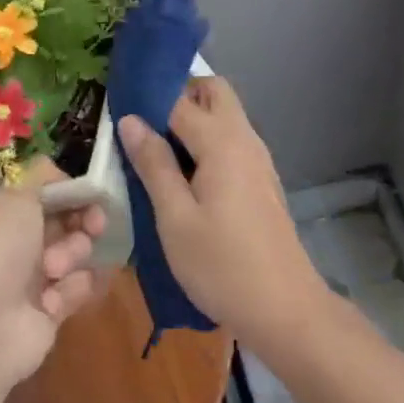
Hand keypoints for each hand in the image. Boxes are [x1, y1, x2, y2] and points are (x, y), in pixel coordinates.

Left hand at [0, 160, 104, 394]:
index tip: (92, 193)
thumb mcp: (14, 193)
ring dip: (73, 255)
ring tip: (54, 270)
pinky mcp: (50, 310)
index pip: (46, 191)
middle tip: (93, 225)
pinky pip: (80, 287)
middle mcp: (16, 241)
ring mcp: (33, 277)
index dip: (71, 190)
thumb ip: (41, 173)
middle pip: (67, 220)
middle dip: (83, 220)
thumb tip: (61, 176)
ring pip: (77, 251)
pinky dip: (73, 289)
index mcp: (1, 211)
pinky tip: (55, 300)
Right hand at [118, 77, 327, 351]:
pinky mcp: (261, 180)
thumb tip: (130, 119)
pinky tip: (183, 176)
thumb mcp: (175, 218)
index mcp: (222, 141)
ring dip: (193, 119)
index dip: (147, 99)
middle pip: (213, 91)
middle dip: (178, 96)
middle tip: (144, 127)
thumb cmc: (222, 266)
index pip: (179, 99)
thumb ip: (154, 164)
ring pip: (224, 115)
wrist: (286, 311)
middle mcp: (244, 138)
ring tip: (155, 152)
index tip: (117, 109)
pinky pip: (231, 141)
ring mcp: (258, 159)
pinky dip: (207, 142)